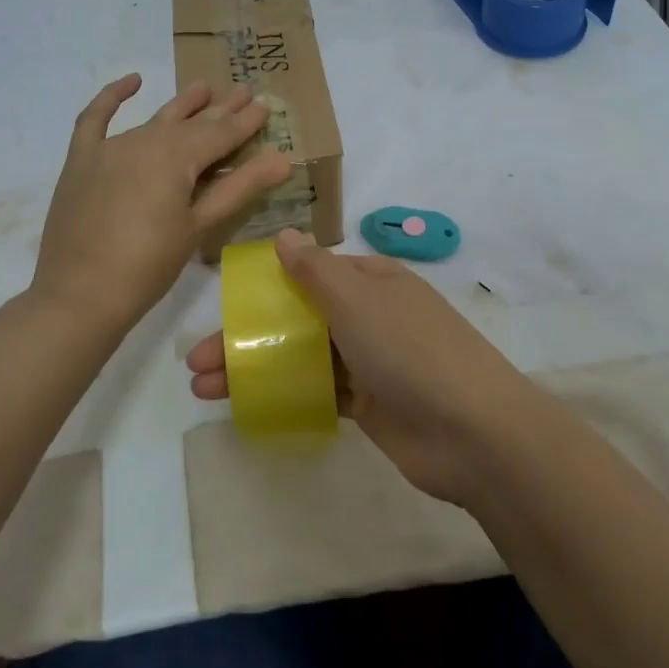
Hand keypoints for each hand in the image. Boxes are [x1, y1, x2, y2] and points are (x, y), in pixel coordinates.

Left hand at [34, 75, 291, 333]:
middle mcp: (145, 140)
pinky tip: (131, 82)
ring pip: (154, 119)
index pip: (221, 134)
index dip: (246, 121)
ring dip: (181, 104)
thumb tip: (283, 159)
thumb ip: (239, 188)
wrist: (80, 295)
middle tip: (244, 90)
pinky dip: (112, 97)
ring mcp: (109, 148)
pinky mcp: (82, 161)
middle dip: (220, 108)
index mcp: (177, 156)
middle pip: (191, 122)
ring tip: (203, 87)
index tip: (265, 104)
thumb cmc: (149, 265)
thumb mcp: (199, 227)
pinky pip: (95, 119)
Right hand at [186, 231, 539, 504]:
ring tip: (204, 388)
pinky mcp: (370, 404)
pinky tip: (247, 404)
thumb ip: (315, 270)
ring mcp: (371, 362)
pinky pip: (318, 391)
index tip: (225, 307)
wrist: (472, 433)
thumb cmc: (410, 351)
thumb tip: (284, 234)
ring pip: (302, 356)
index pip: (309, 274)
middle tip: (195, 361)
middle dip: (248, 336)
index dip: (265, 288)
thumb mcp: (358, 300)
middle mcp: (370, 316)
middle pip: (297, 319)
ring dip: (256, 368)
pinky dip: (285, 393)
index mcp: (371, 281)